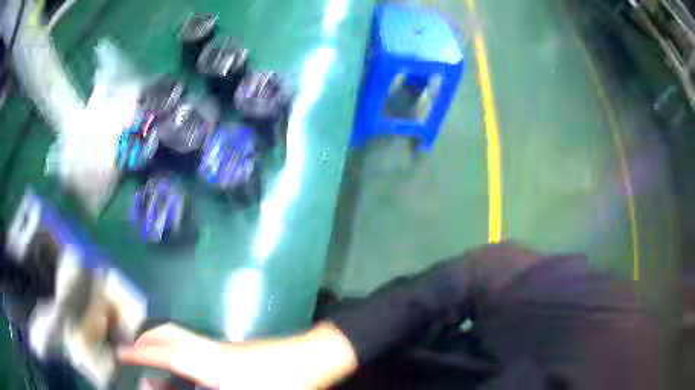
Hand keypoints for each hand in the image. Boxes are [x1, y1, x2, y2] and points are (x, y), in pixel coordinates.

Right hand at [118, 322, 357, 388]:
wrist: (314, 359)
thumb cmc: (283, 383)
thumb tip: (170, 385)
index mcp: (211, 364)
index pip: (166, 353)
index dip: (141, 353)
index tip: (122, 353)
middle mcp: (212, 350)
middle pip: (170, 335)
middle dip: (147, 340)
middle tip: (132, 350)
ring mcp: (223, 348)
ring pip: (182, 339)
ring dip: (162, 344)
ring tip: (150, 358)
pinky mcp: (233, 351)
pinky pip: (195, 347)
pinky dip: (179, 352)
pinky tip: (184, 369)